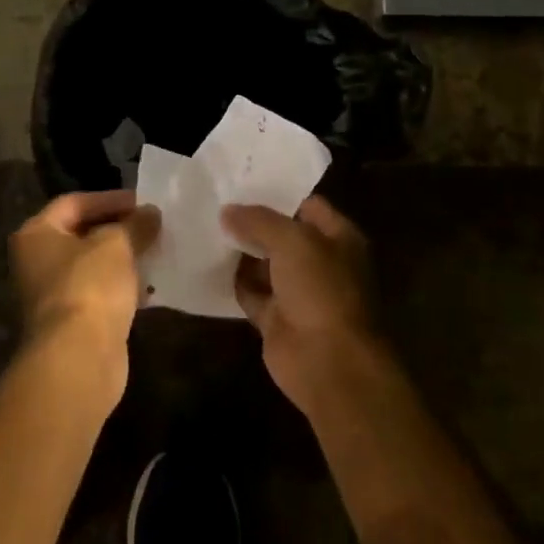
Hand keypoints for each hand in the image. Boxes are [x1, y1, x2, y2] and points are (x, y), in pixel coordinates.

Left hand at [11, 191, 158, 406]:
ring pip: (92, 266)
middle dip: (119, 229)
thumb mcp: (118, 244)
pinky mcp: (72, 322)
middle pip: (81, 234)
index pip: (74, 203)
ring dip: (123, 259)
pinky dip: (122, 287)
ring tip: (156, 251)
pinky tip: (149, 286)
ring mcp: (52, 294)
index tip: (143, 201)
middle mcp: (36, 261)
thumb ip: (135, 224)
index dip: (109, 199)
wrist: (78, 356)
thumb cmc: (90, 286)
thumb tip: (150, 213)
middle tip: (152, 225)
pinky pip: (100, 294)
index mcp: (36, 234)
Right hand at [222, 196, 378, 416]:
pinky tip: (208, 264)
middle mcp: (320, 262)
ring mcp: (298, 292)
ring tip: (205, 227)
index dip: (278, 194)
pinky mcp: (277, 318)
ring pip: (265, 264)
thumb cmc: (320, 290)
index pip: (308, 205)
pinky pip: (251, 293)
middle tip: (215, 203)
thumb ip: (259, 220)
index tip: (242, 182)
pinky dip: (234, 282)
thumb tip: (227, 211)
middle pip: (283, 235)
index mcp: (338, 238)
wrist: (327, 361)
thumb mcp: (292, 241)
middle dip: (253, 222)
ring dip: (240, 252)